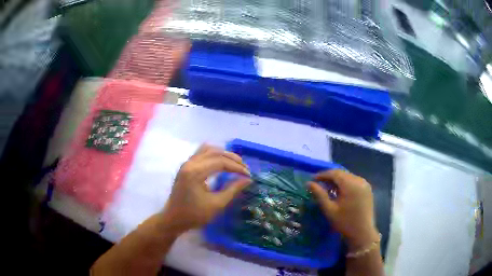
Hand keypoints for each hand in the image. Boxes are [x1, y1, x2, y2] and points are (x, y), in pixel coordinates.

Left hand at [161, 145, 251, 233]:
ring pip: (207, 149)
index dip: (237, 167)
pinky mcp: (186, 167)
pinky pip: (201, 153)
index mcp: (195, 172)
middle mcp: (190, 163)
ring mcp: (186, 164)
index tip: (248, 175)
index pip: (220, 162)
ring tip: (235, 163)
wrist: (173, 219)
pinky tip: (221, 162)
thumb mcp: (216, 204)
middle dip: (232, 158)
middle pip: (215, 152)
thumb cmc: (194, 215)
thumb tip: (248, 179)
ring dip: (223, 154)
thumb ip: (233, 190)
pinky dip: (213, 155)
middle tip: (244, 168)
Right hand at [308, 170, 378, 249]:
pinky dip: (345, 183)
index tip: (313, 179)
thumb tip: (309, 183)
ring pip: (348, 176)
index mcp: (351, 185)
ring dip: (338, 179)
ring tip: (328, 187)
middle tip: (319, 183)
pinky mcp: (367, 189)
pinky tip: (340, 191)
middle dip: (330, 176)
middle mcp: (359, 180)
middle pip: (342, 173)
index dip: (323, 174)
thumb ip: (319, 194)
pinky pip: (354, 181)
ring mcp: (365, 184)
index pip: (335, 173)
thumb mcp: (329, 209)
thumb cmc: (344, 222)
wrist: (362, 233)